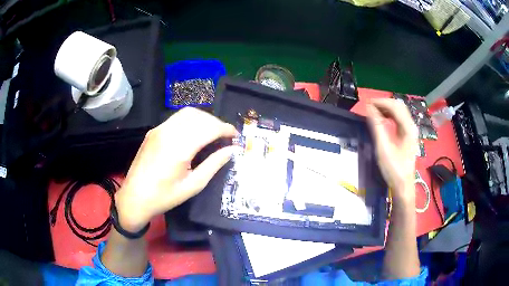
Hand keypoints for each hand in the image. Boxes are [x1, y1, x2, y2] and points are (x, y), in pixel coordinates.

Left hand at [115, 107, 237, 231]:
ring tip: (212, 132)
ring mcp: (159, 129)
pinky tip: (194, 133)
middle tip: (225, 136)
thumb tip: (231, 150)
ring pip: (187, 113)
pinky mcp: (153, 131)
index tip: (235, 136)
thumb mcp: (193, 185)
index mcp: (179, 148)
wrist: (134, 197)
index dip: (225, 129)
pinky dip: (191, 120)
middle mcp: (169, 132)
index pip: (209, 128)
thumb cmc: (164, 196)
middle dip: (216, 122)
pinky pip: (176, 118)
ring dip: (204, 119)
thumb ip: (214, 164)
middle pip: (199, 116)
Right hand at [366, 99, 417, 201]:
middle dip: (384, 103)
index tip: (367, 104)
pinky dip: (390, 116)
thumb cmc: (394, 169)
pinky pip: (400, 119)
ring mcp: (411, 131)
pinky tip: (383, 119)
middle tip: (370, 107)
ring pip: (399, 112)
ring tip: (374, 112)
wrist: (403, 185)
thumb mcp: (383, 148)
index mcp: (408, 128)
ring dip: (387, 109)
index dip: (381, 102)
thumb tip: (369, 109)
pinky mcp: (408, 135)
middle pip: (399, 106)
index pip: (395, 106)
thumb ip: (377, 127)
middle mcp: (411, 126)